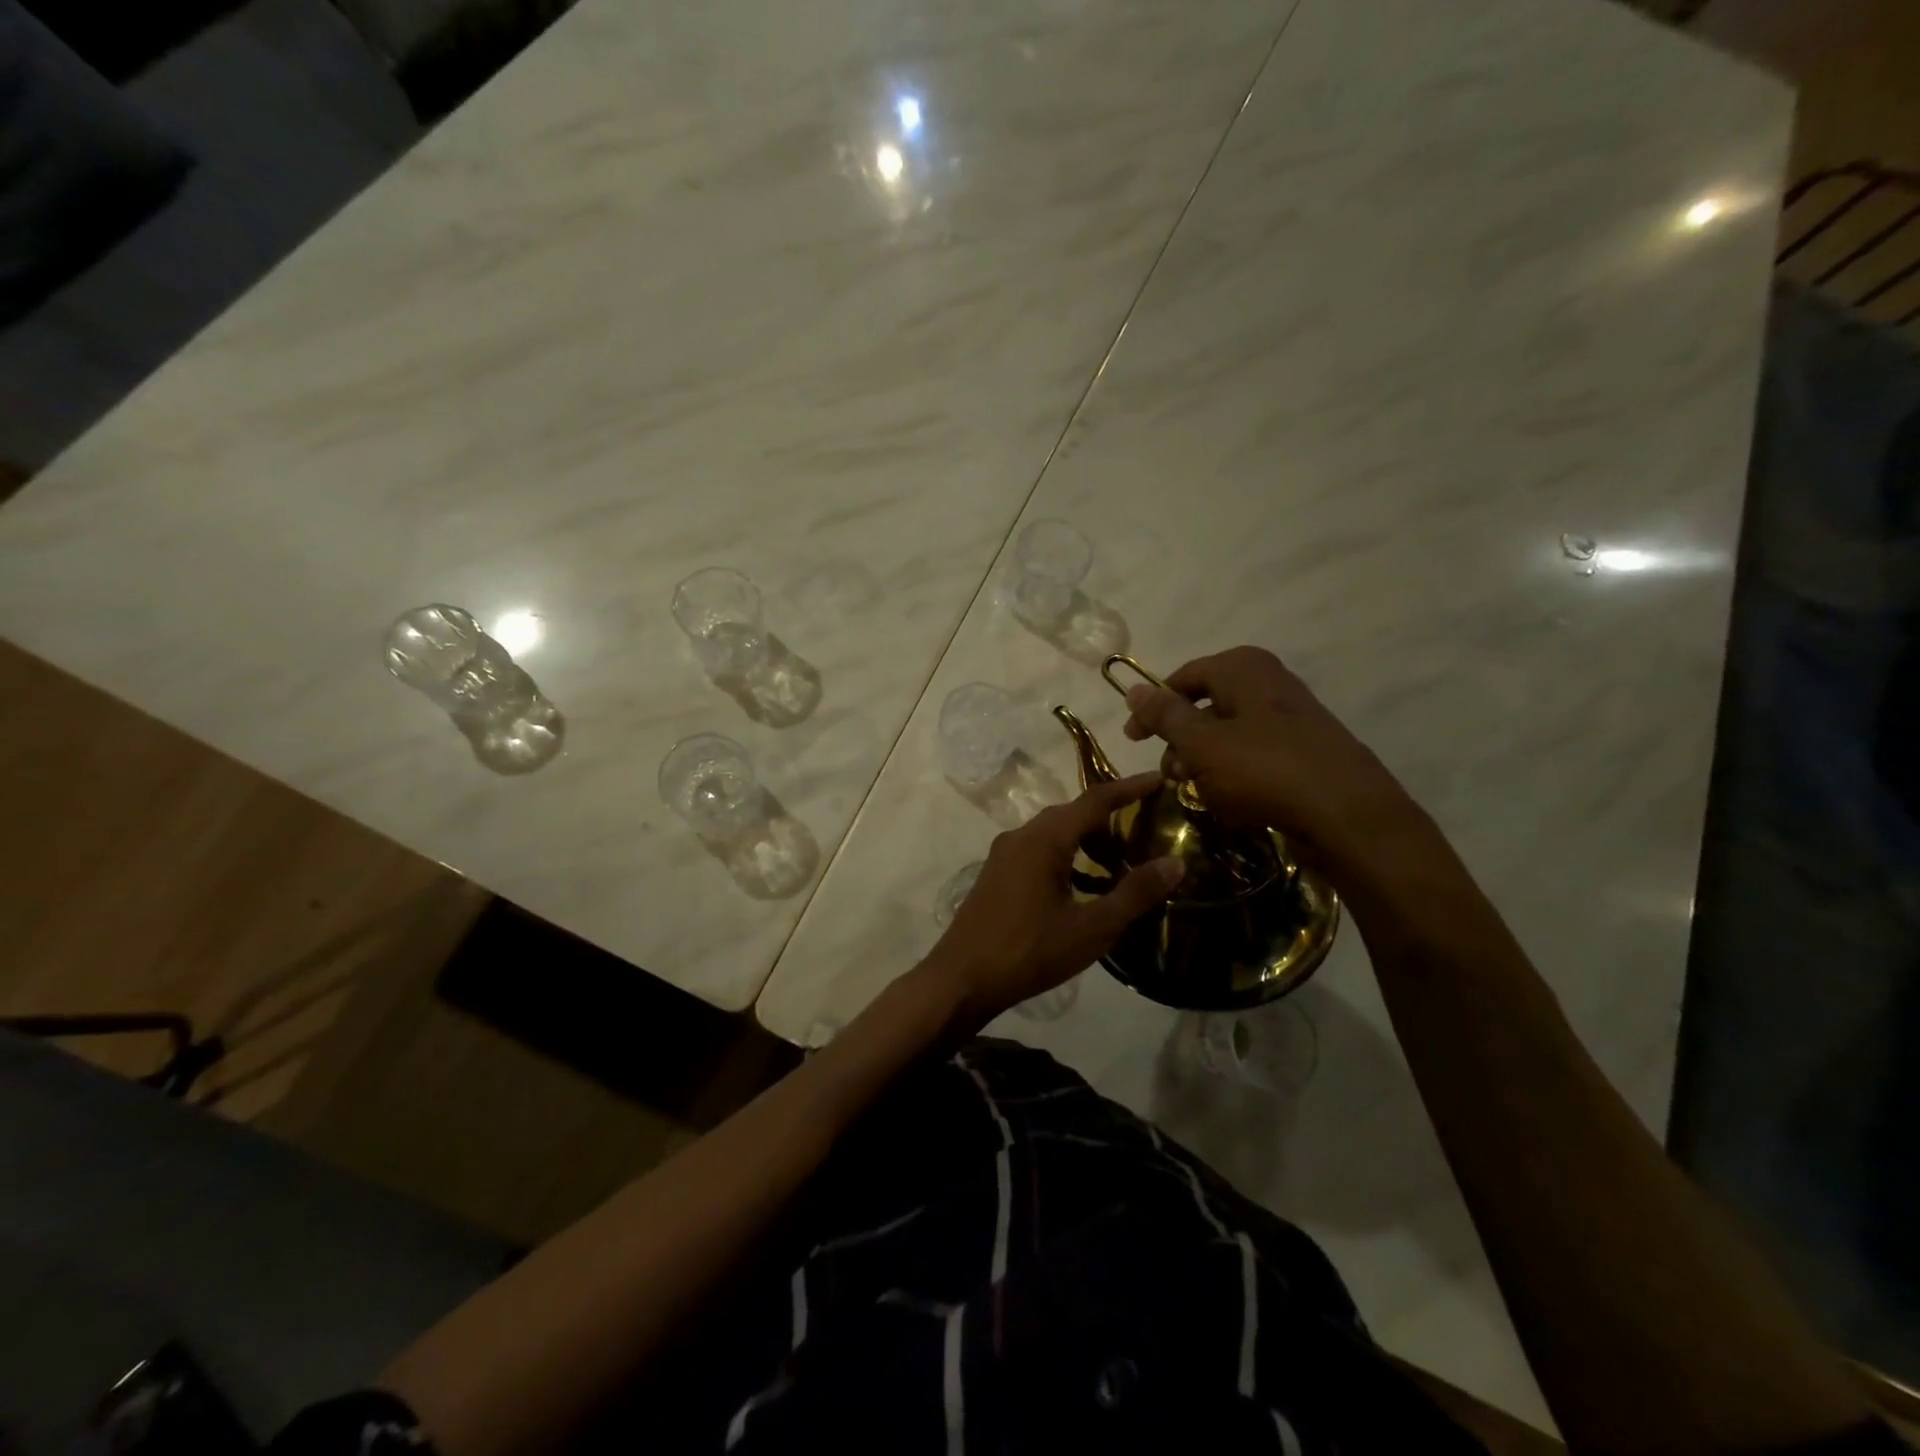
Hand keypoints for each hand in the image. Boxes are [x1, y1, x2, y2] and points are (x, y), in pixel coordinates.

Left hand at [926, 773, 1183, 1026]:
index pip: (1094, 800)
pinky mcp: (996, 874)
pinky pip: (1038, 850)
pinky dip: (1067, 857)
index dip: (1129, 787)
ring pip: (1053, 833)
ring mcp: (1004, 855)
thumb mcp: (1092, 928)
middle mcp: (1021, 836)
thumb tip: (1175, 863)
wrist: (962, 979)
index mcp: (1044, 839)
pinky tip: (1083, 886)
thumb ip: (1135, 893)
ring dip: (1087, 840)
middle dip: (1110, 816)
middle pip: (1072, 814)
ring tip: (1120, 861)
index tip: (1159, 779)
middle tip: (1146, 826)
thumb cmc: (1029, 952)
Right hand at [1121, 646, 1420, 868]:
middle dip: (1182, 742)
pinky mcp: (1306, 753)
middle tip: (1171, 774)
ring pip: (1231, 736)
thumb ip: (1165, 716)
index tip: (1133, 739)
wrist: (1350, 816)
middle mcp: (1270, 684)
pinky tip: (1234, 804)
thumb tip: (1132, 688)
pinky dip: (1236, 777)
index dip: (1154, 707)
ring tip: (1200, 794)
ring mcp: (1292, 719)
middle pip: (1208, 707)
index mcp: (1244, 670)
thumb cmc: (1265, 770)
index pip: (1185, 677)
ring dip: (1206, 764)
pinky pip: (1257, 758)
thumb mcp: (1202, 743)